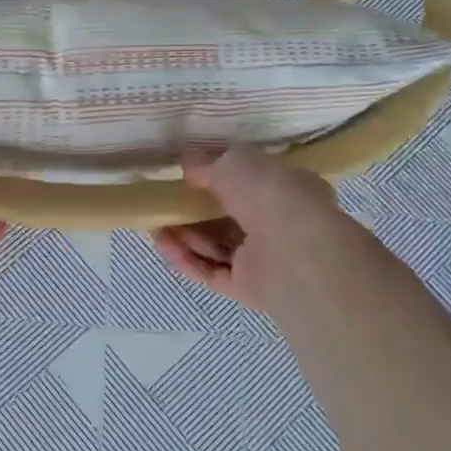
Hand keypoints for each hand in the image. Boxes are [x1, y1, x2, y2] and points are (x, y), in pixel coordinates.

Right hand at [152, 146, 366, 310]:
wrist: (293, 249)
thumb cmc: (270, 193)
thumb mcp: (234, 162)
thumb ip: (209, 164)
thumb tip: (188, 165)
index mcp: (287, 189)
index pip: (251, 184)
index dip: (219, 179)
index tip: (188, 177)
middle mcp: (279, 224)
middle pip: (228, 218)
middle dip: (194, 212)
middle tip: (165, 205)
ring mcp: (264, 259)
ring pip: (217, 247)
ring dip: (185, 237)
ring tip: (156, 227)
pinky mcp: (248, 287)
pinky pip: (212, 272)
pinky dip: (187, 260)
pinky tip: (163, 246)